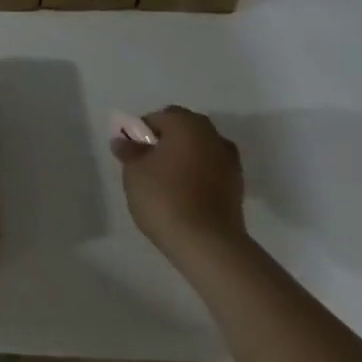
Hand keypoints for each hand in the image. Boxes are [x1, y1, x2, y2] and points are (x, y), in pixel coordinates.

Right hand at [113, 106, 246, 261]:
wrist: (207, 243)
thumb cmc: (164, 197)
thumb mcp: (134, 171)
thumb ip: (129, 151)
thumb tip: (123, 141)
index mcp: (187, 124)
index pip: (159, 118)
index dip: (141, 132)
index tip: (131, 152)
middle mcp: (213, 136)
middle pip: (183, 130)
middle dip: (165, 142)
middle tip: (146, 164)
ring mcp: (230, 162)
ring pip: (199, 151)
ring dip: (183, 159)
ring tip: (165, 182)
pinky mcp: (237, 188)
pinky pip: (210, 171)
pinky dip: (197, 176)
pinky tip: (183, 195)